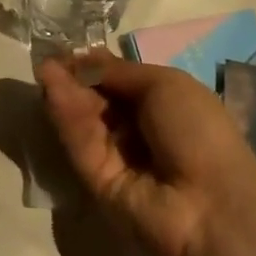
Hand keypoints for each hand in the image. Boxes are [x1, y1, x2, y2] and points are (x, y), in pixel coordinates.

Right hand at [36, 49, 255, 255]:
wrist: (212, 205)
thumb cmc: (198, 131)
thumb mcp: (163, 84)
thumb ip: (117, 72)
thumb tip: (81, 58)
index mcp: (162, 105)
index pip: (118, 81)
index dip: (94, 65)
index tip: (67, 51)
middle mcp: (139, 131)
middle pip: (98, 100)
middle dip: (74, 78)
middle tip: (48, 59)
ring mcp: (118, 159)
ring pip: (86, 121)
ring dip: (65, 94)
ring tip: (44, 70)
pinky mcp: (99, 183)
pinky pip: (82, 145)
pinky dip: (67, 118)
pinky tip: (52, 91)